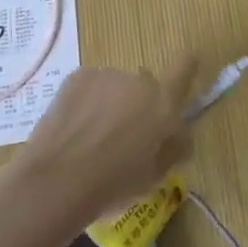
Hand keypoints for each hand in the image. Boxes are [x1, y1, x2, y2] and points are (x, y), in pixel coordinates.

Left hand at [9, 61, 198, 227]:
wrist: (57, 179)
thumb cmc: (113, 185)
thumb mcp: (154, 176)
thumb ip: (172, 148)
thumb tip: (178, 134)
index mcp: (164, 105)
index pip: (185, 70)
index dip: (188, 65)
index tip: (189, 61)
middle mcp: (140, 82)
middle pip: (146, 86)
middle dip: (140, 104)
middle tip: (124, 134)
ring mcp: (107, 75)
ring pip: (116, 86)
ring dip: (112, 102)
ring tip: (92, 135)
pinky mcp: (78, 77)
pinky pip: (91, 86)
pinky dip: (87, 100)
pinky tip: (75, 126)